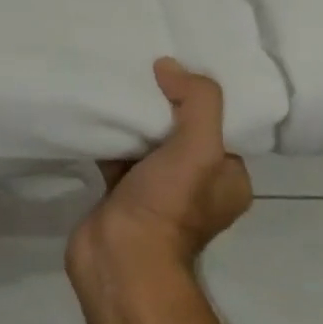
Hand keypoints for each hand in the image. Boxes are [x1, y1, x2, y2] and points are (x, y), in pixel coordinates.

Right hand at [70, 57, 252, 273]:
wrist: (120, 258)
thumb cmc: (169, 205)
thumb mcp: (200, 148)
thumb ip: (197, 101)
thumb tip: (169, 66)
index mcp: (227, 177)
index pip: (222, 124)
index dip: (202, 95)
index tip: (179, 65)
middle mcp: (196, 184)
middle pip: (180, 128)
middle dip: (163, 100)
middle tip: (144, 65)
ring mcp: (156, 190)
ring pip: (147, 140)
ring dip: (134, 115)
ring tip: (117, 77)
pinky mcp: (121, 192)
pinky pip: (118, 151)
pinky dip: (108, 132)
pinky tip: (95, 106)